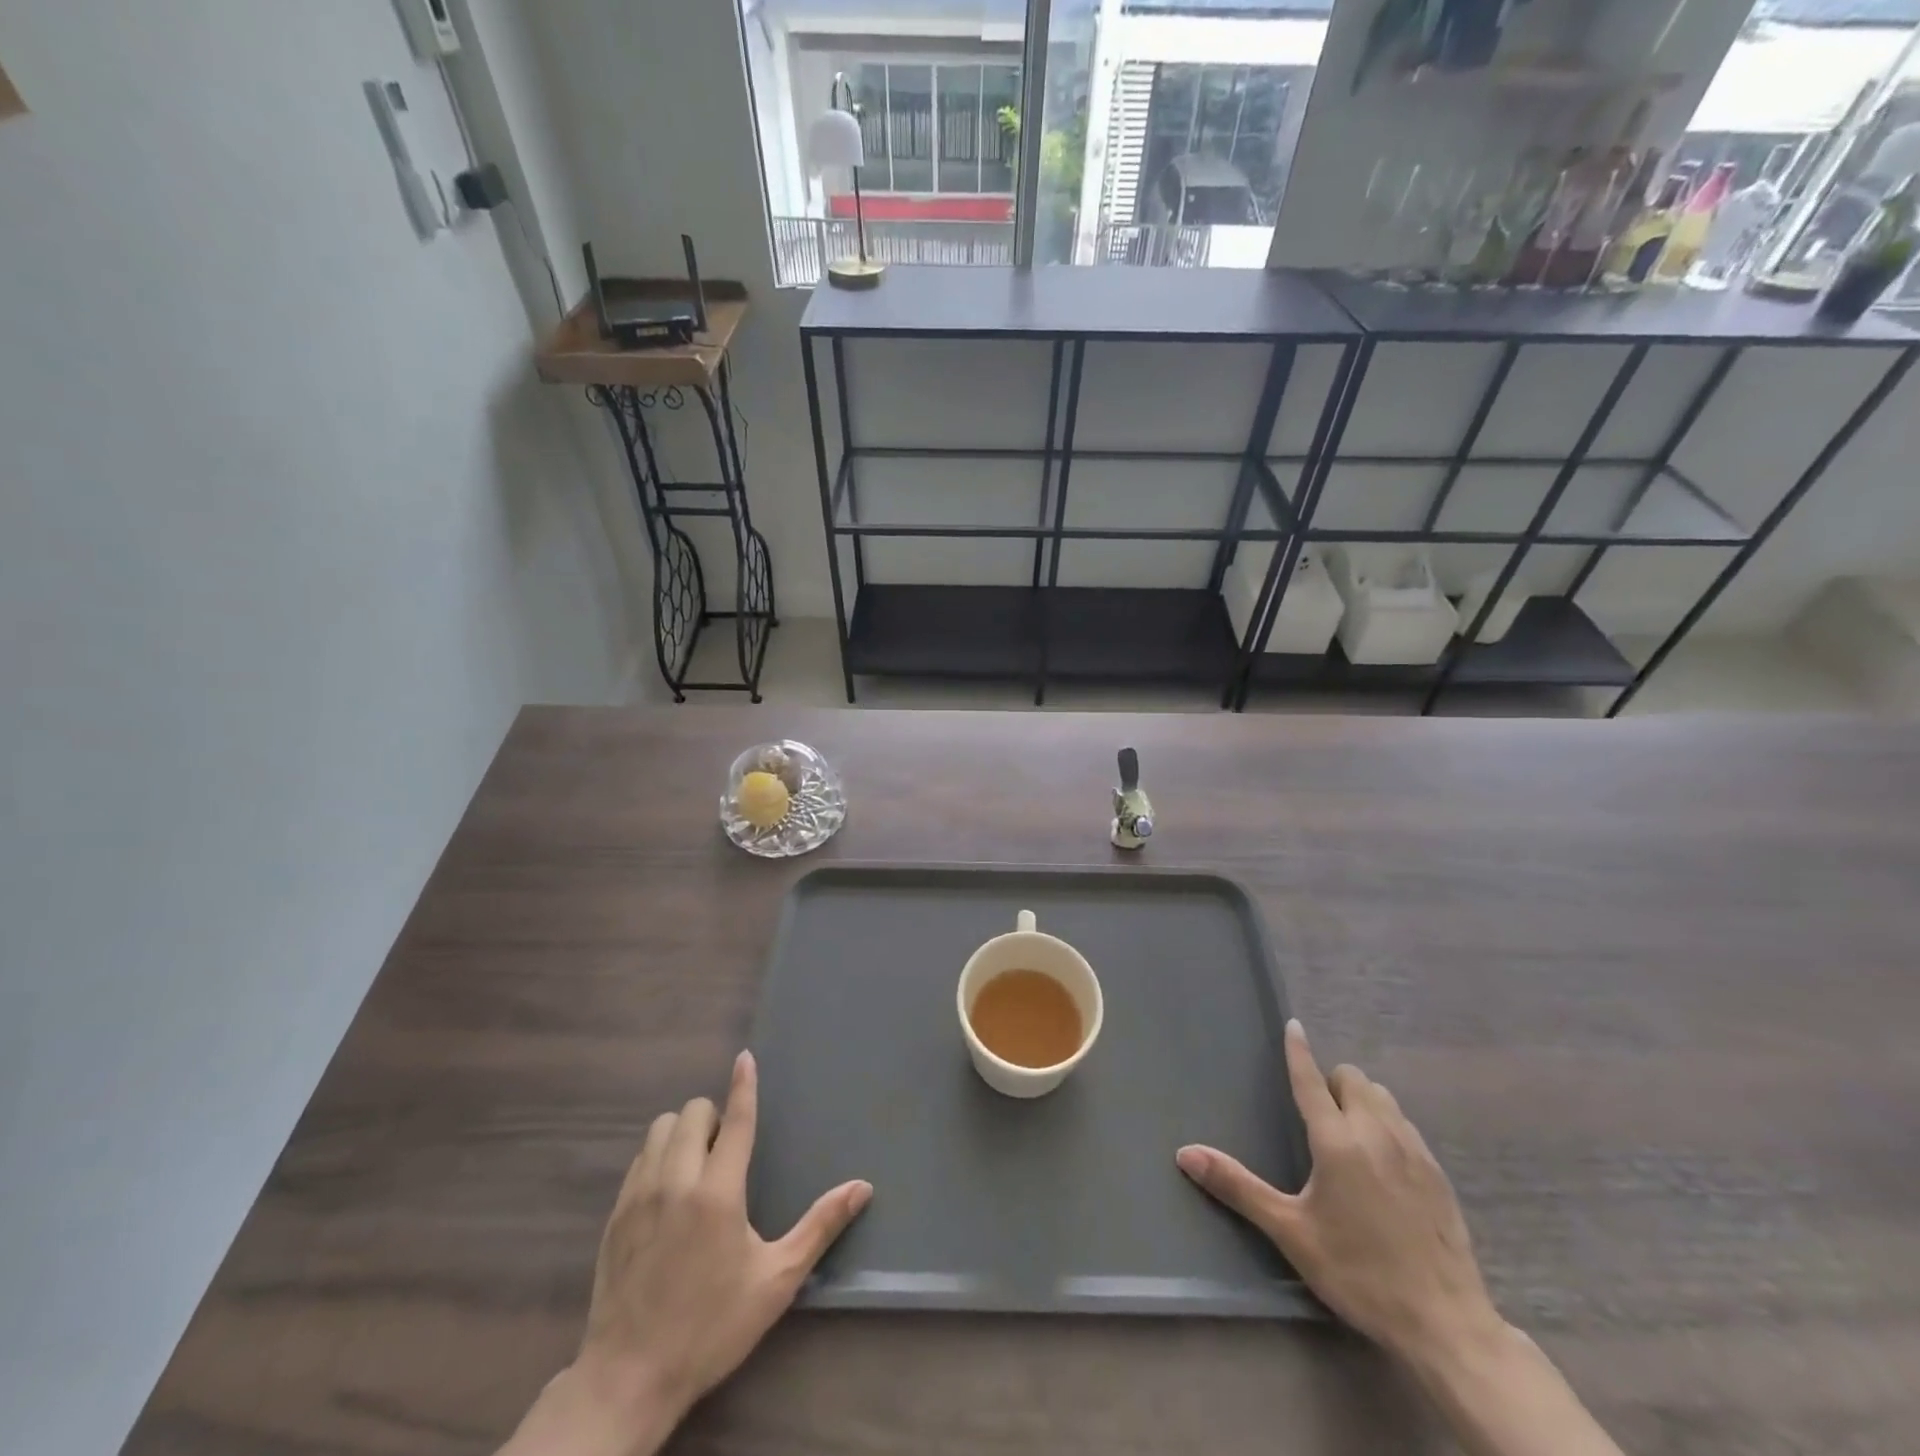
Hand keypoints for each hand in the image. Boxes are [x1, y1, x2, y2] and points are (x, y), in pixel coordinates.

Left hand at [500, 1051, 870, 1455]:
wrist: (628, 1379)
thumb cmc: (711, 1327)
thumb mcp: (776, 1280)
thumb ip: (820, 1227)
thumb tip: (863, 1187)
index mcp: (718, 1192)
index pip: (734, 1120)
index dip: (743, 1085)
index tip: (745, 1058)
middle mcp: (676, 1181)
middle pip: (692, 1113)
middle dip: (713, 1116)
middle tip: (726, 1147)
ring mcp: (639, 1196)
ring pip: (660, 1129)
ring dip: (682, 1130)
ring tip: (697, 1161)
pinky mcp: (616, 1215)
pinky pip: (639, 1159)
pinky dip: (658, 1155)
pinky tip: (669, 1188)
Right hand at [1177, 1020, 1501, 1364]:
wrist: (1446, 1324)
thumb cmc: (1359, 1273)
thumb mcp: (1291, 1233)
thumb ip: (1238, 1187)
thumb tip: (1185, 1154)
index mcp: (1337, 1141)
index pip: (1311, 1079)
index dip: (1298, 1051)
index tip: (1293, 1025)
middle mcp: (1377, 1133)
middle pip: (1352, 1079)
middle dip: (1331, 1083)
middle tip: (1317, 1116)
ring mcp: (1414, 1150)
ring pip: (1383, 1097)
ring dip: (1361, 1099)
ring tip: (1348, 1133)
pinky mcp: (1438, 1173)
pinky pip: (1405, 1124)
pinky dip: (1387, 1124)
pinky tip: (1382, 1163)